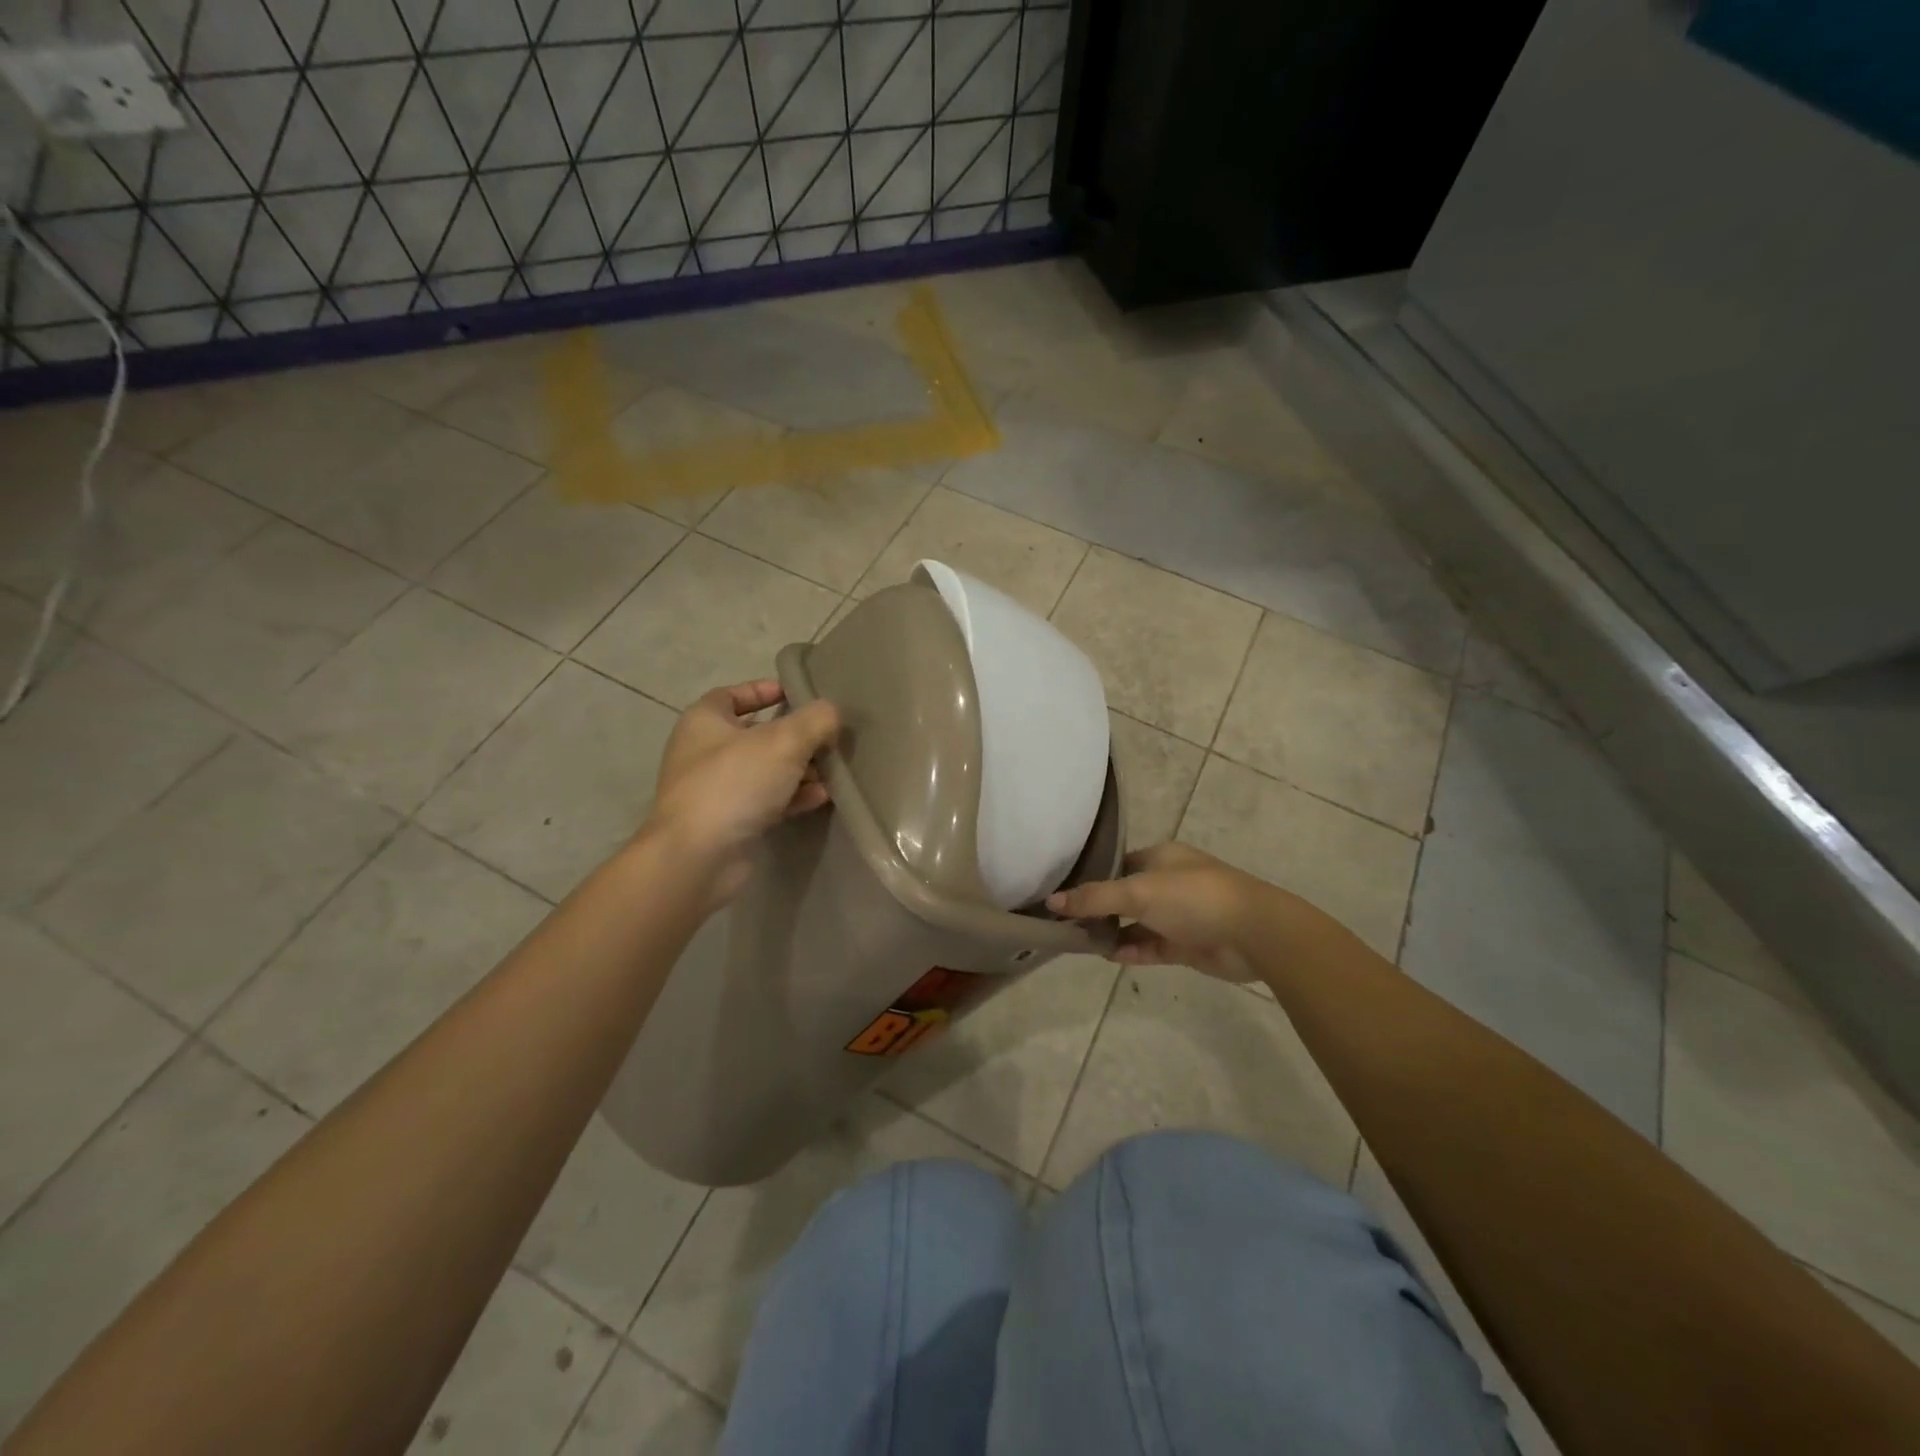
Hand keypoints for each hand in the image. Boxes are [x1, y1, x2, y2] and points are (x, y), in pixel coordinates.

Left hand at [645, 681, 840, 905]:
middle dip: (795, 736)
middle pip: (756, 734)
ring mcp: (716, 790)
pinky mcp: (730, 822)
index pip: (733, 694)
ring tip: (832, 772)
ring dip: (799, 770)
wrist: (699, 857)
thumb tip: (831, 711)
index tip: (797, 694)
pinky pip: (767, 801)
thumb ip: (814, 720)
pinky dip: (792, 797)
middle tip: (827, 738)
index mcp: (705, 721)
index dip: (764, 690)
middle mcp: (705, 752)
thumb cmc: (735, 783)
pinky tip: (821, 798)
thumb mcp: (784, 741)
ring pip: (765, 770)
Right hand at [1046, 843, 1273, 981]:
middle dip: (1100, 909)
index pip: (1118, 864)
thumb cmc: (1193, 898)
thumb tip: (1051, 901)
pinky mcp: (1187, 944)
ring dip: (1114, 932)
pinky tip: (1111, 956)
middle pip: (1125, 896)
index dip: (1092, 877)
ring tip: (1083, 943)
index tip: (1063, 893)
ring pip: (1137, 923)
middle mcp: (1169, 883)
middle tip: (1067, 922)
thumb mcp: (1138, 892)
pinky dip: (1132, 950)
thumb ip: (1094, 898)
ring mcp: (1179, 915)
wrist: (1253, 933)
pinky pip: (1152, 946)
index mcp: (1160, 858)